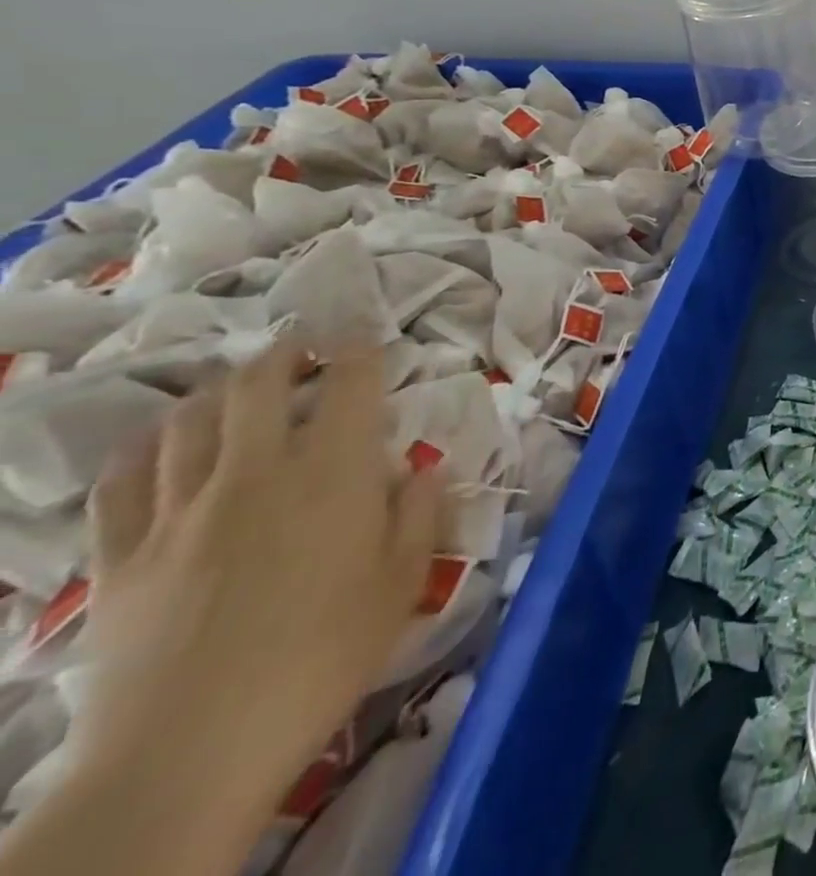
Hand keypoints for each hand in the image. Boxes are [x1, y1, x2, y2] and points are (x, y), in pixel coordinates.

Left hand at [76, 339, 441, 828]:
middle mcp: (256, 472)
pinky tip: (156, 445)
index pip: (351, 385)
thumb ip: (420, 513)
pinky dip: (142, 449)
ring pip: (186, 422)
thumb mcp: (404, 581)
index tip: (366, 338)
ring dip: (214, 391)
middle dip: (283, 353)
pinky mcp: (121, 555)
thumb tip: (422, 469)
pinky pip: (120, 482)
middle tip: (300, 345)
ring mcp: (178, 511)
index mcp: (333, 472)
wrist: (192, 750)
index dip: (360, 351)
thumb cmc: (325, 655)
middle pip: (257, 385)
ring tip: (233, 386)